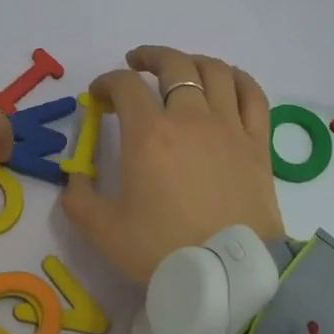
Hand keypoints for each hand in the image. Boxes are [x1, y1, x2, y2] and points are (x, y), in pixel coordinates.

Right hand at [61, 45, 283, 283]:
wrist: (229, 275)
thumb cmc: (162, 249)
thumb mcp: (102, 230)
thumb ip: (79, 198)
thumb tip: (75, 178)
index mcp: (149, 134)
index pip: (125, 86)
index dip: (107, 82)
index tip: (98, 96)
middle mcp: (190, 118)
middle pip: (172, 65)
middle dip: (148, 57)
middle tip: (135, 63)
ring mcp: (229, 127)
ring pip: (214, 71)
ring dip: (191, 61)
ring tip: (180, 69)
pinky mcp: (258, 143)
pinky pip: (253, 95)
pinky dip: (237, 79)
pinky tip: (226, 81)